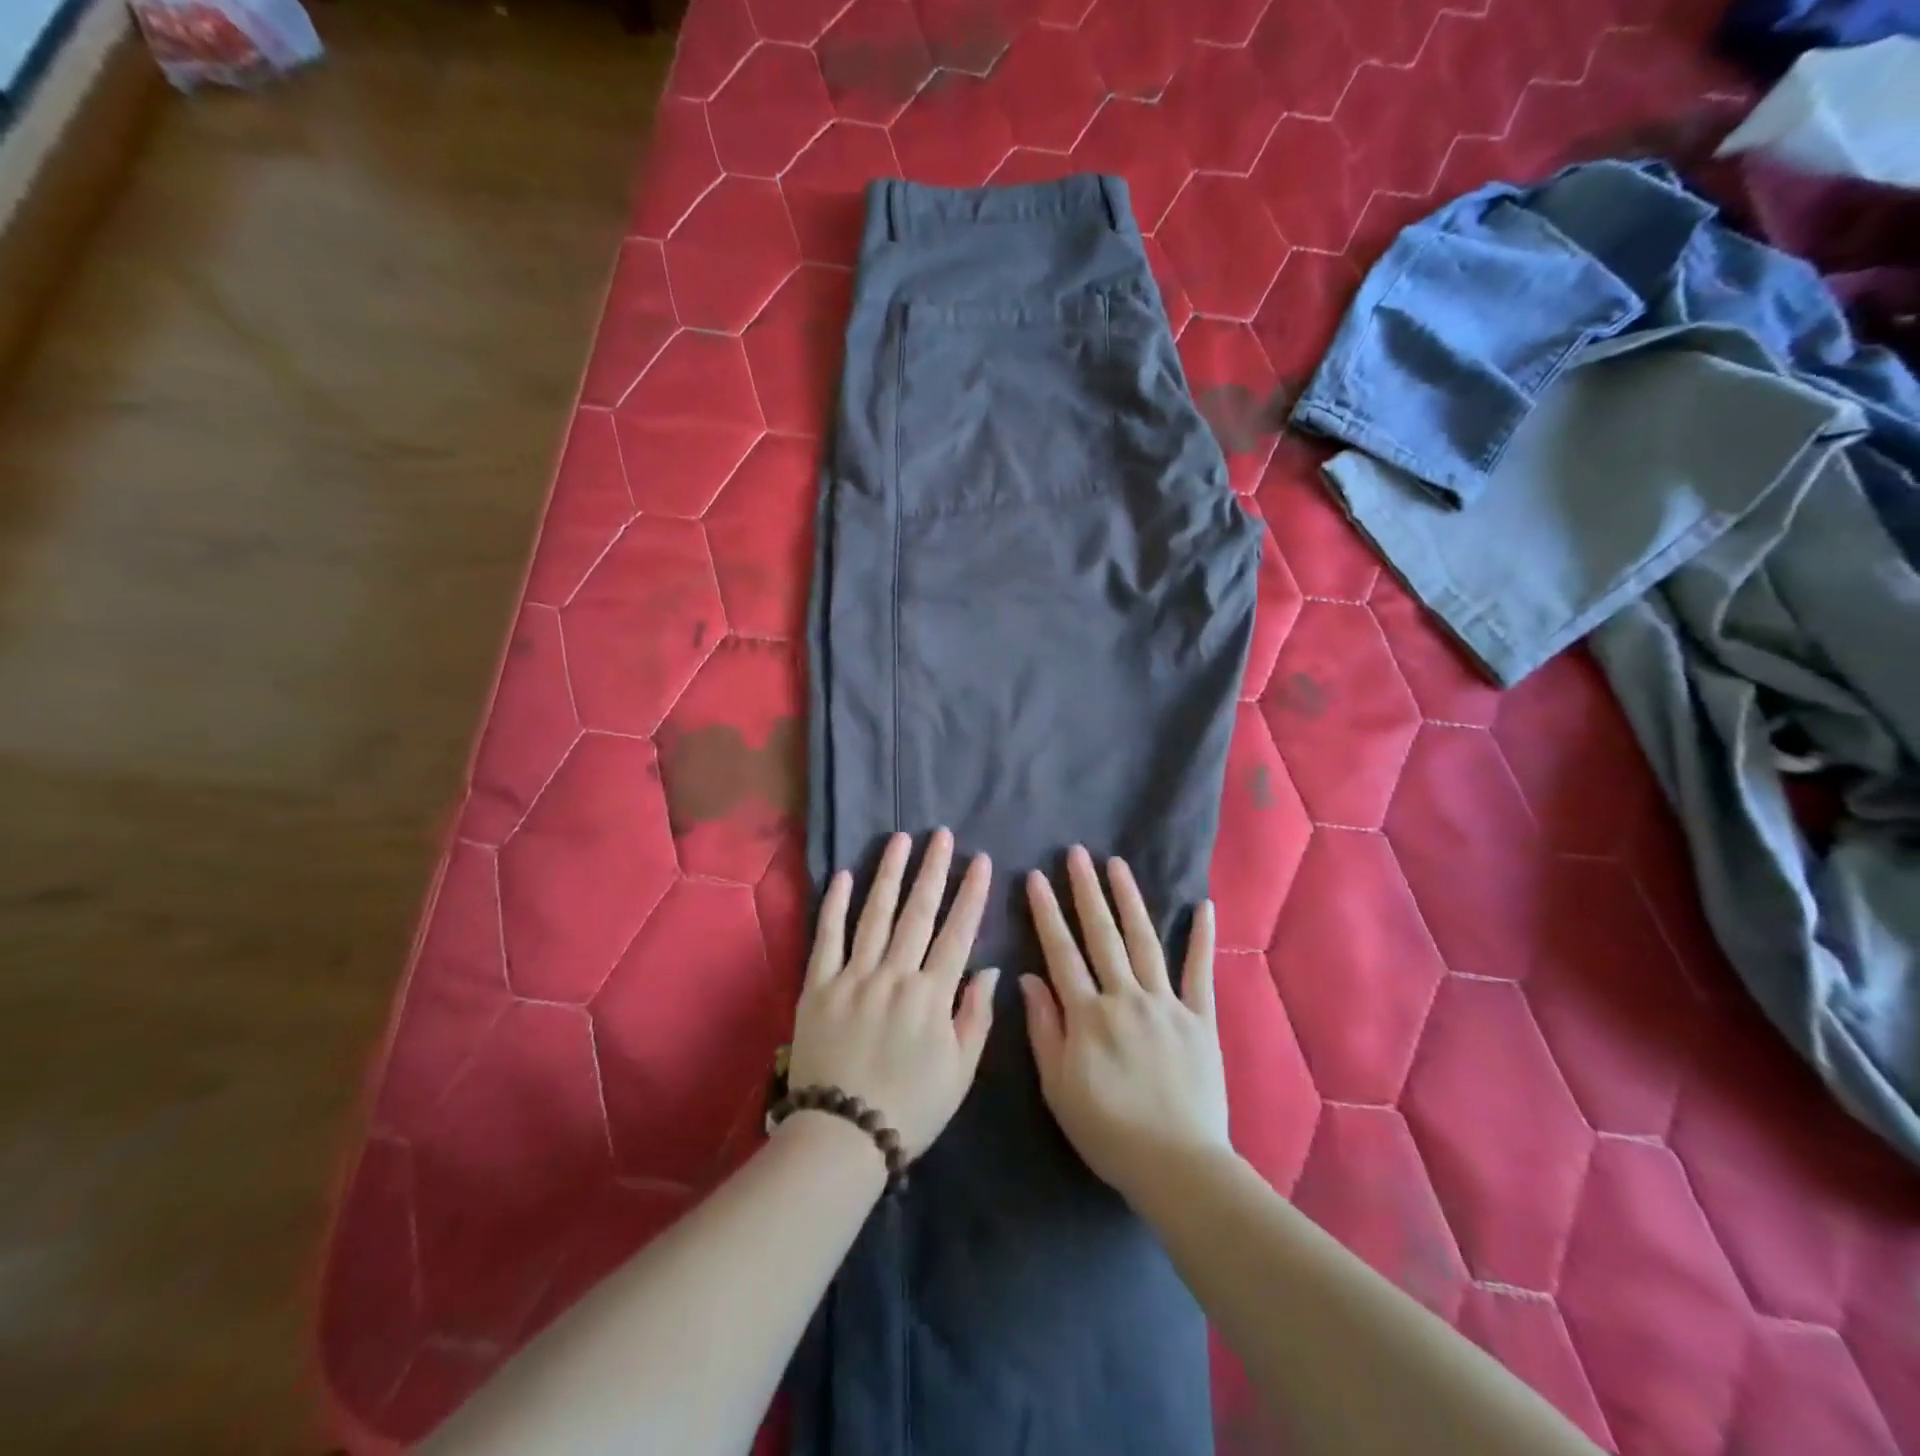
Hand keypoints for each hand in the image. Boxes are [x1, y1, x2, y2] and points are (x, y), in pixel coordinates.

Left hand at [788, 829, 997, 1159]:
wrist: (843, 1135)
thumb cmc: (911, 1107)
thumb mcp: (960, 1072)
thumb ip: (976, 1016)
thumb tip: (989, 969)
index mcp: (932, 995)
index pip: (958, 932)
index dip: (971, 894)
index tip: (981, 861)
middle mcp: (894, 975)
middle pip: (917, 912)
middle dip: (932, 870)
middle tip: (940, 835)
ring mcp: (853, 976)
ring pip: (875, 914)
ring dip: (889, 874)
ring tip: (900, 840)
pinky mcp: (818, 985)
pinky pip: (827, 937)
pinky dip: (835, 905)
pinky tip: (844, 876)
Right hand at [1022, 846, 1230, 1206]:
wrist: (1178, 1166)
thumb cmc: (1108, 1131)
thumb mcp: (1058, 1087)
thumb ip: (1044, 1029)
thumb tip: (1028, 978)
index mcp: (1088, 1014)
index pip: (1061, 952)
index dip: (1047, 913)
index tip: (1037, 878)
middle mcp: (1126, 997)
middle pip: (1102, 935)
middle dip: (1086, 891)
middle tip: (1077, 853)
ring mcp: (1167, 1004)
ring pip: (1144, 941)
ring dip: (1129, 899)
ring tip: (1117, 864)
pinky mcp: (1200, 1018)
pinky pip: (1200, 972)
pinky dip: (1201, 938)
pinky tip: (1201, 905)